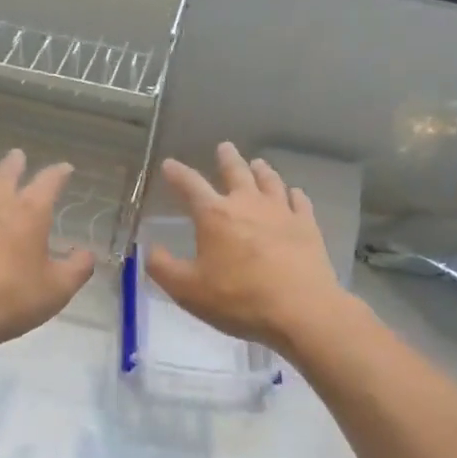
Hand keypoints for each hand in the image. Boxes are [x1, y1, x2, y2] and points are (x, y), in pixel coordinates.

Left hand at [0, 149, 96, 355]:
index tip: (65, 168)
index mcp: (30, 213)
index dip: (59, 173)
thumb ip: (77, 269)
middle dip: (16, 164)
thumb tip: (87, 254)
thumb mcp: (56, 290)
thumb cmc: (8, 298)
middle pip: (7, 174)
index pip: (49, 182)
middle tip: (18, 155)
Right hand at [148, 143, 346, 351]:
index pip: (190, 185)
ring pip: (270, 181)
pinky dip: (293, 194)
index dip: (177, 173)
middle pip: (236, 171)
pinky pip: (299, 201)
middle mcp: (247, 204)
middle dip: (227, 158)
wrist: (301, 310)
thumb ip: (163, 268)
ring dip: (261, 170)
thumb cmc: (239, 299)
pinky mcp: (307, 226)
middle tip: (224, 147)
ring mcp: (281, 212)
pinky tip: (293, 194)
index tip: (169, 164)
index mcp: (214, 215)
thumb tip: (149, 249)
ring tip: (258, 163)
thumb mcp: (187, 290)